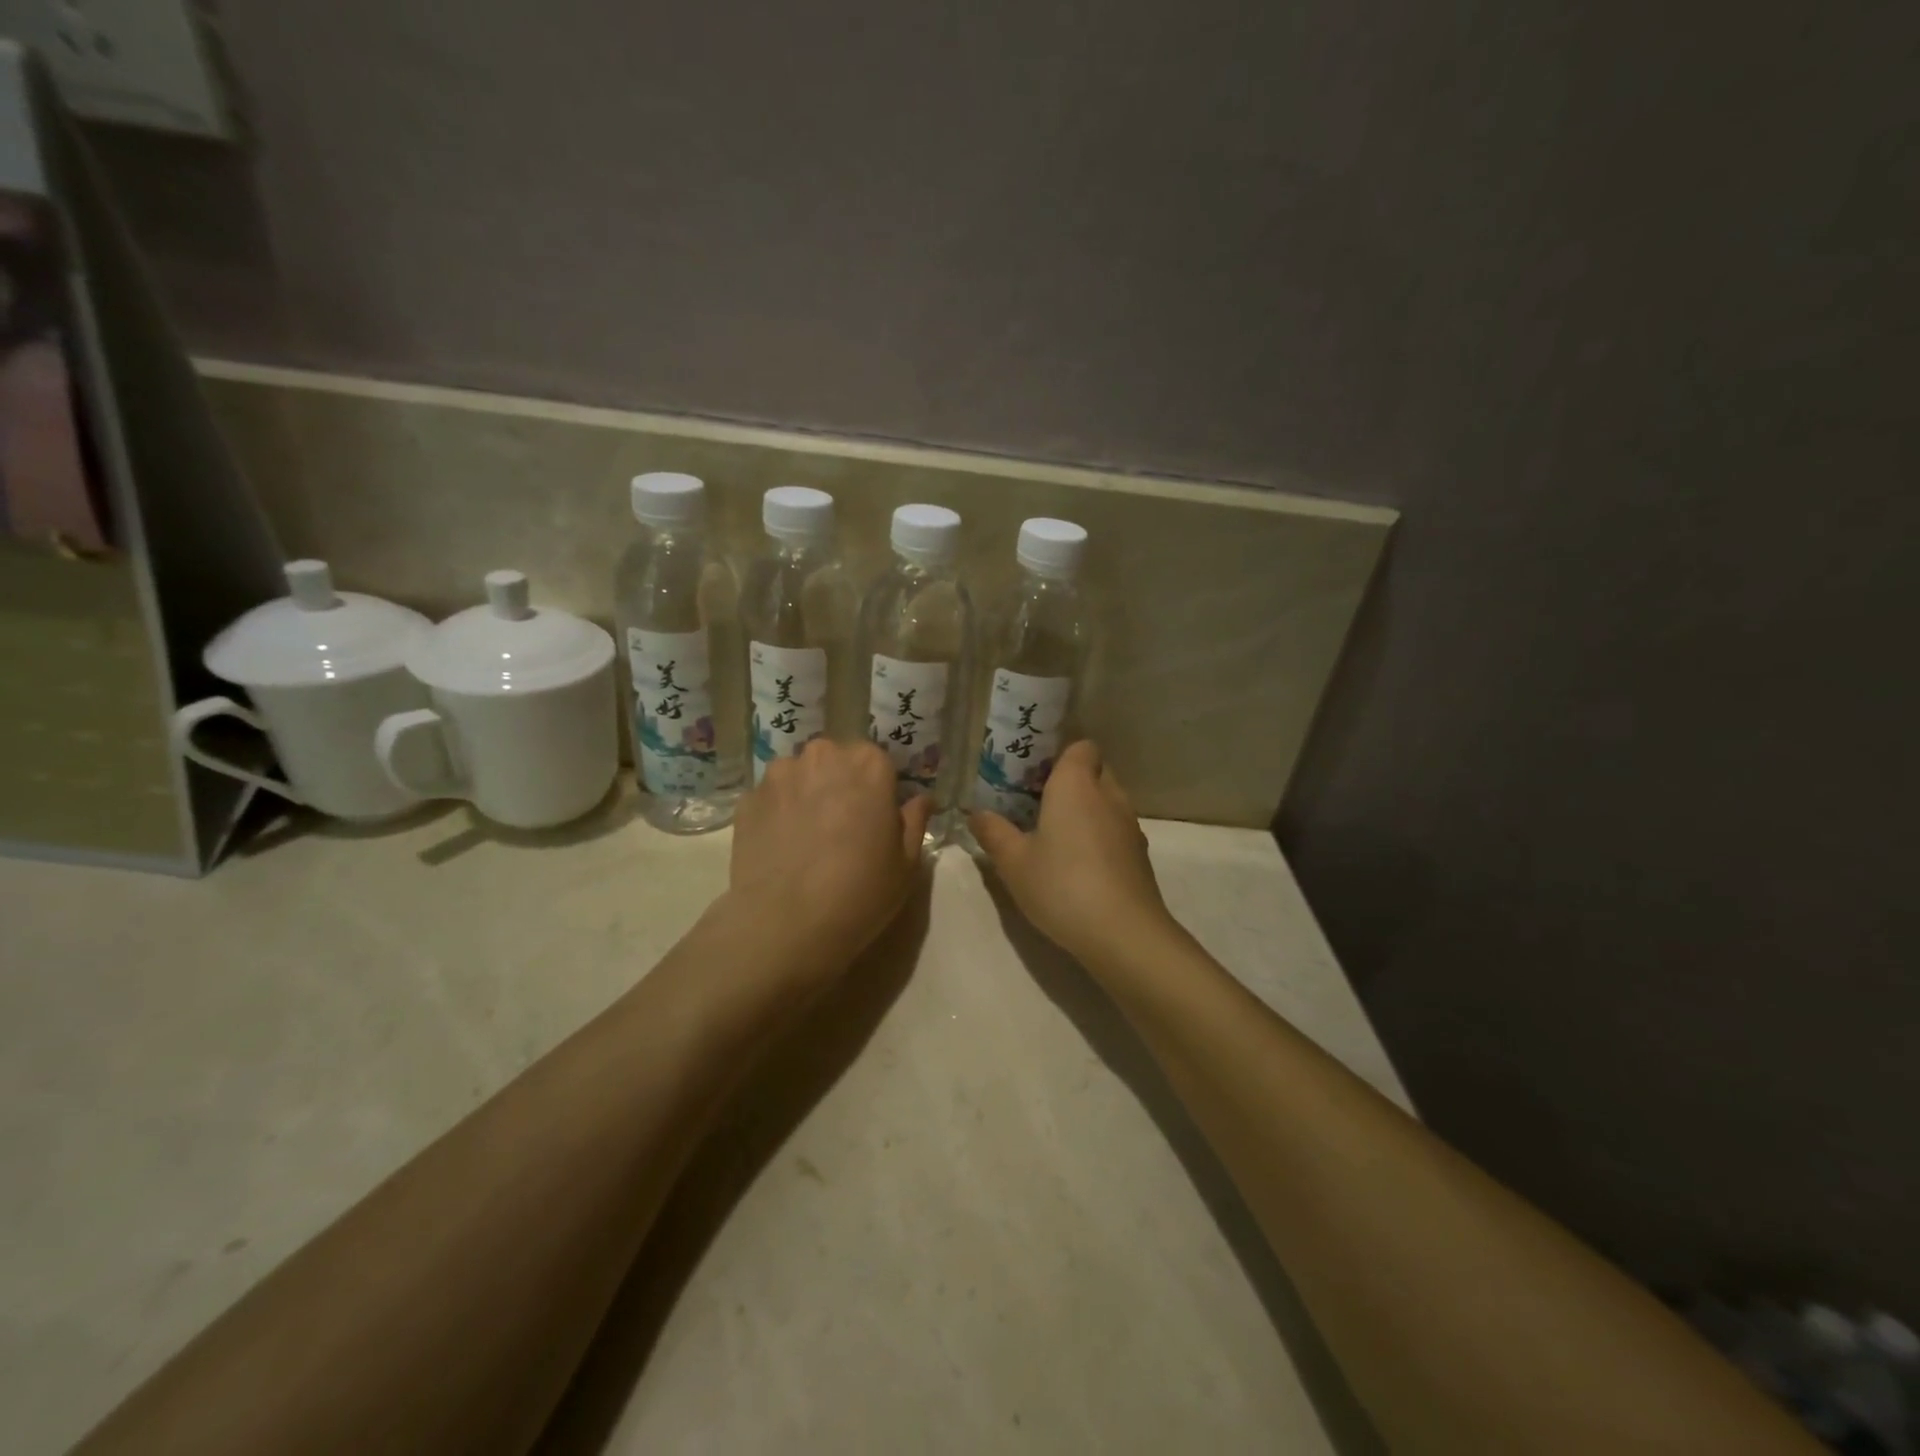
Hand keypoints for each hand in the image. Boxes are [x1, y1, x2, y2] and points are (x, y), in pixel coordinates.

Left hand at [727, 739, 932, 981]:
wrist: (786, 924)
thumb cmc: (860, 891)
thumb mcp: (906, 863)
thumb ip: (914, 821)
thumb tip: (922, 799)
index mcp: (868, 765)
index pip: (879, 762)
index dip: (880, 789)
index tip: (878, 816)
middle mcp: (822, 757)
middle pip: (836, 761)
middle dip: (841, 783)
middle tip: (843, 825)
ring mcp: (779, 775)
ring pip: (800, 775)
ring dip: (807, 793)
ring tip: (807, 836)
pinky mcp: (747, 799)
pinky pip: (771, 798)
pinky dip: (778, 813)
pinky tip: (782, 847)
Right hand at [969, 741, 1175, 965]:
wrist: (1123, 933)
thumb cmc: (1062, 885)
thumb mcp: (1013, 862)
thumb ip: (993, 832)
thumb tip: (976, 813)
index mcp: (1076, 784)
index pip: (1082, 746)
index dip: (1061, 755)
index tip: (1034, 774)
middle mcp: (1108, 795)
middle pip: (1095, 771)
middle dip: (1071, 781)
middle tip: (1037, 804)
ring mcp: (1130, 825)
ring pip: (1108, 802)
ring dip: (1087, 811)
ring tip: (1056, 835)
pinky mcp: (1140, 855)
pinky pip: (1116, 829)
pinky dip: (1100, 836)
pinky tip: (1079, 864)